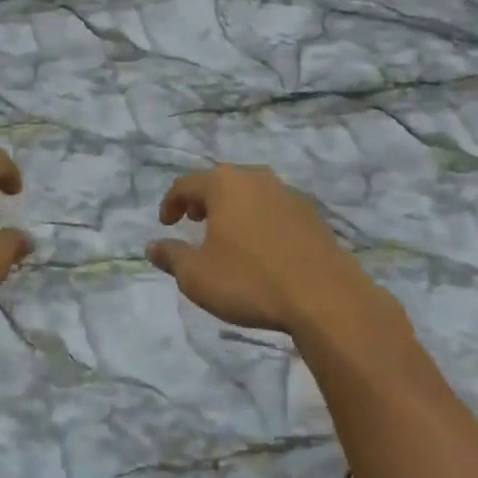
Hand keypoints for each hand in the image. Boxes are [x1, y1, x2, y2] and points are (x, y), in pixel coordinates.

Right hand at [147, 163, 371, 332]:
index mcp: (224, 184)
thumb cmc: (250, 281)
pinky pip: (275, 209)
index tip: (166, 224)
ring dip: (234, 208)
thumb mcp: (197, 276)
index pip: (186, 184)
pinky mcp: (312, 215)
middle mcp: (255, 179)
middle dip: (203, 200)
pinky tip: (262, 247)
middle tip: (194, 221)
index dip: (171, 203)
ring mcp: (288, 194)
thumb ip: (171, 257)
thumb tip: (152, 246)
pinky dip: (260, 220)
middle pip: (220, 182)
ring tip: (227, 233)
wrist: (325, 298)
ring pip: (250, 193)